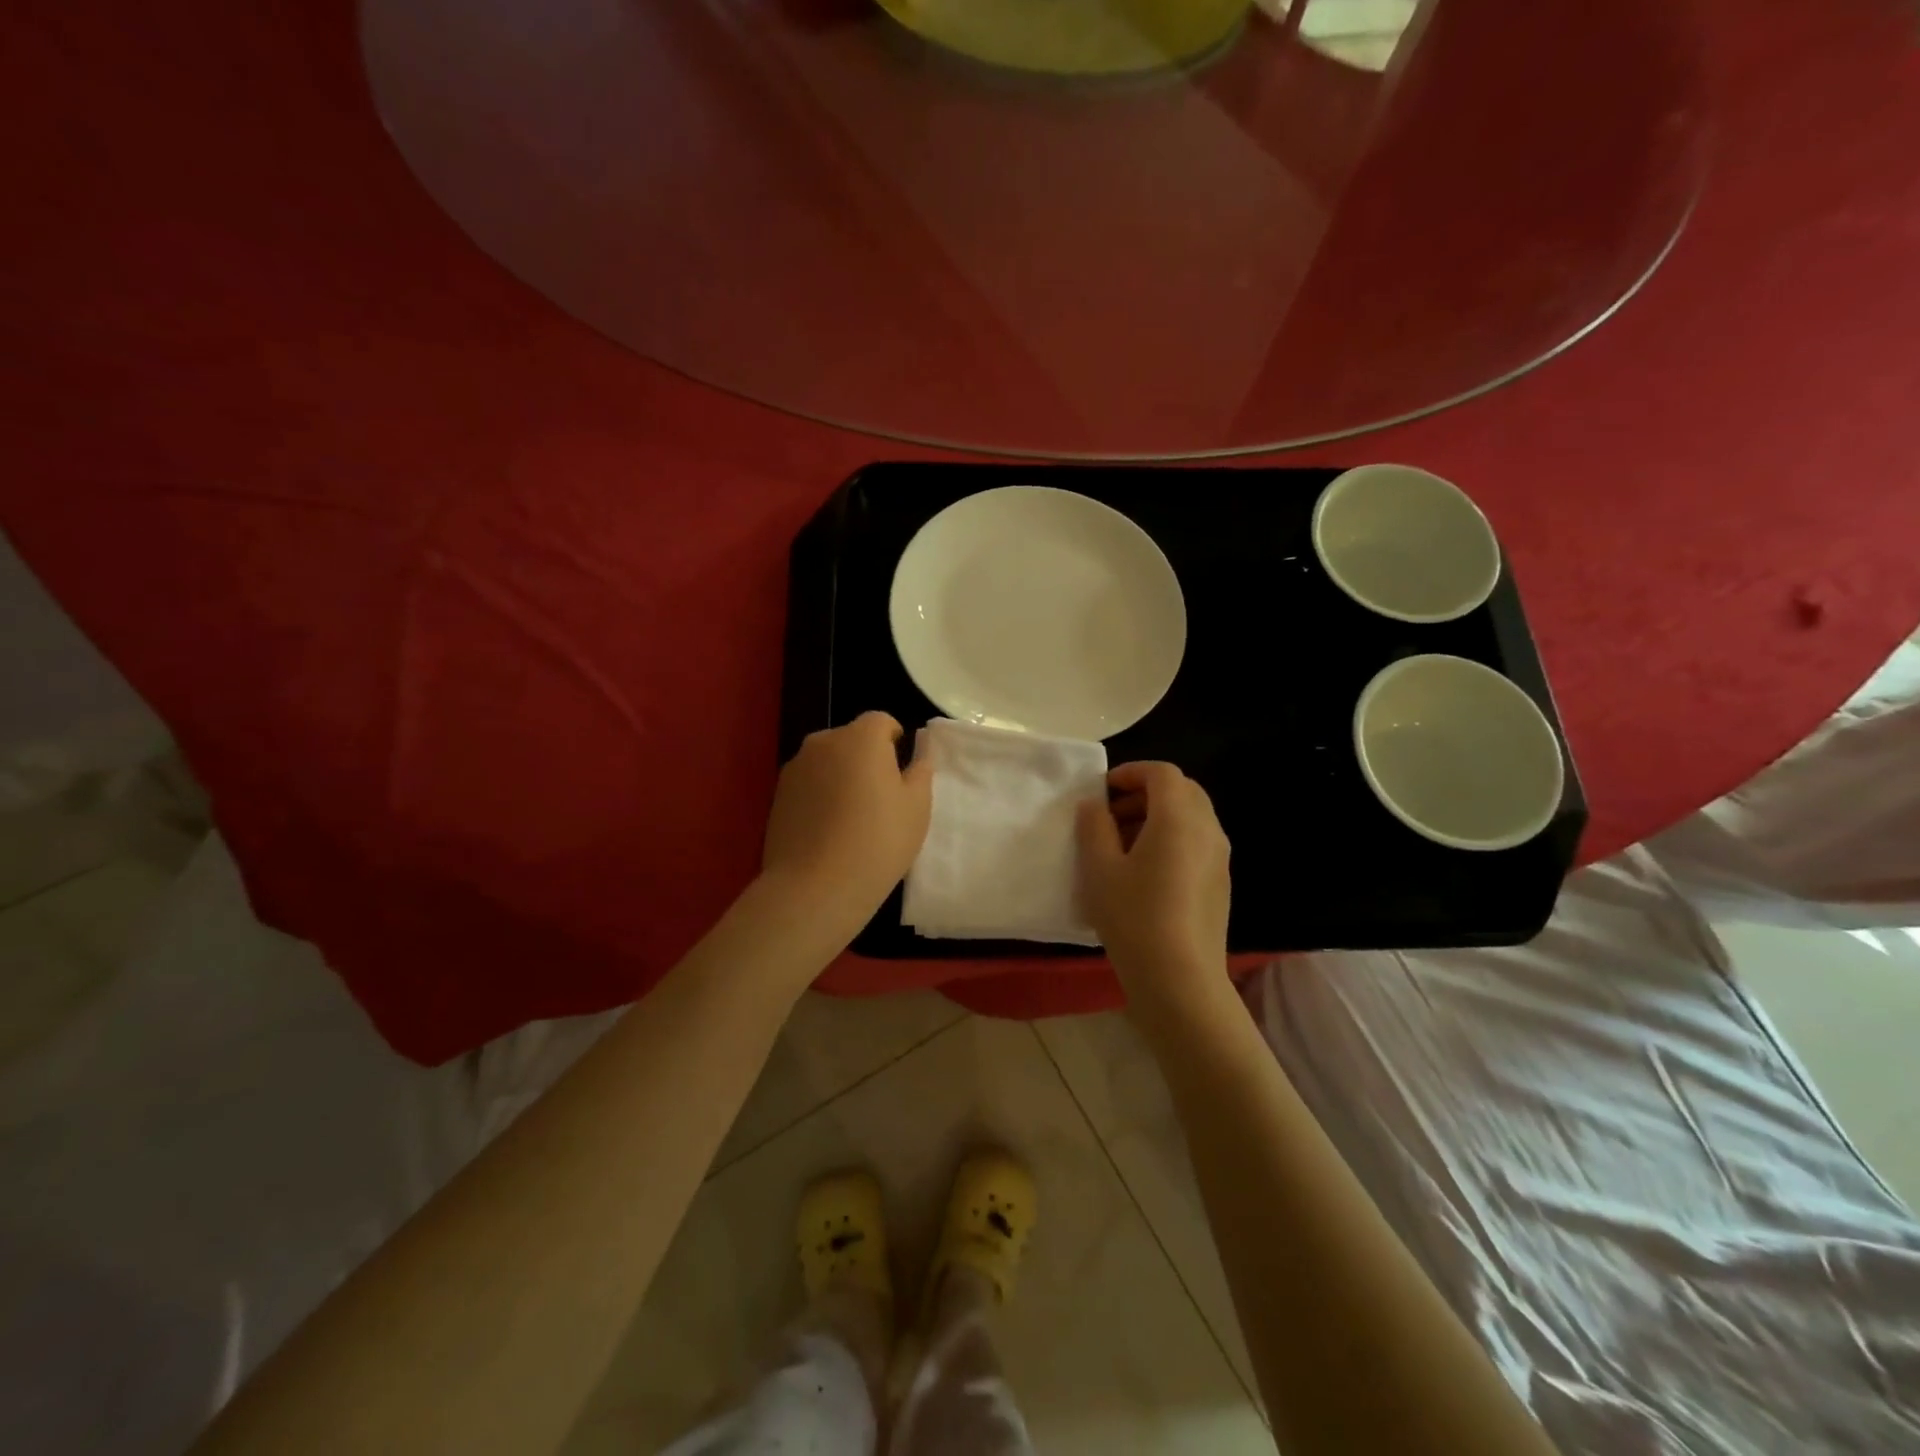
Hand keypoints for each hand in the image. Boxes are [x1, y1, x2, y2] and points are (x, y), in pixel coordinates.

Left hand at [761, 712, 933, 944]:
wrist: (814, 888)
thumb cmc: (878, 842)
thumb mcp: (917, 807)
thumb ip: (921, 769)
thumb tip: (920, 750)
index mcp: (861, 737)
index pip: (881, 721)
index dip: (895, 741)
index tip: (901, 773)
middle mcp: (823, 742)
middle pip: (851, 739)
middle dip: (867, 758)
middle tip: (880, 799)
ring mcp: (795, 768)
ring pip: (828, 761)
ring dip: (842, 776)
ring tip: (852, 818)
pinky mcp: (777, 795)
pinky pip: (809, 784)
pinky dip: (821, 795)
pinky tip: (828, 830)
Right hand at [1076, 762, 1232, 1014]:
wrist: (1180, 980)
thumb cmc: (1134, 917)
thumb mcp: (1099, 868)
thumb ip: (1093, 827)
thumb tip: (1094, 806)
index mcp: (1178, 818)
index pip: (1161, 773)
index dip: (1131, 773)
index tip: (1103, 790)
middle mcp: (1207, 829)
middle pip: (1182, 791)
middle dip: (1145, 793)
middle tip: (1111, 815)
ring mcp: (1219, 857)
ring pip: (1191, 816)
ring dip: (1158, 816)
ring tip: (1122, 844)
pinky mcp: (1220, 882)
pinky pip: (1197, 842)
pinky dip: (1172, 838)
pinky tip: (1144, 871)